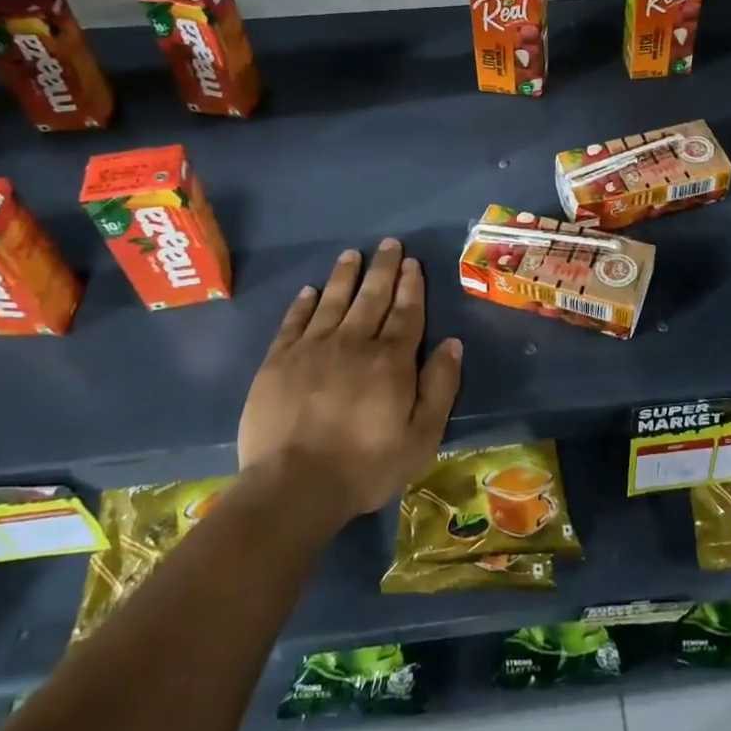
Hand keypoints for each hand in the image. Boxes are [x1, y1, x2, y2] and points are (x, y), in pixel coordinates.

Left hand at [238, 240, 462, 522]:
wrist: (294, 486)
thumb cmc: (366, 466)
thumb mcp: (421, 437)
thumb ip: (440, 387)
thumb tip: (452, 344)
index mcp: (391, 360)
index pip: (406, 312)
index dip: (411, 286)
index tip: (413, 263)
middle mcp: (354, 342)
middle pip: (372, 296)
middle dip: (383, 268)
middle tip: (389, 244)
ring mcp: (313, 348)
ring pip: (333, 300)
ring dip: (346, 275)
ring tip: (353, 255)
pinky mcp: (278, 360)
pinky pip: (294, 321)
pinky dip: (304, 303)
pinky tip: (310, 291)